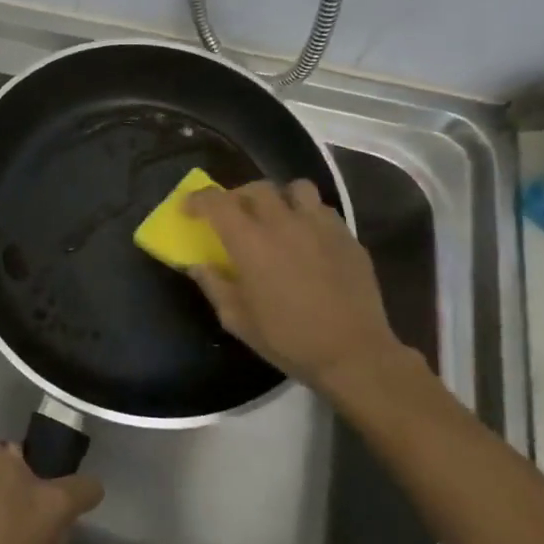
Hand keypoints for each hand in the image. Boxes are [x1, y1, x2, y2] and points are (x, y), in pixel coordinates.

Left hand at [0, 443, 103, 543]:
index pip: (32, 460)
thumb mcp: (58, 507)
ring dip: (27, 541)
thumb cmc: (9, 536)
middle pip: (22, 492)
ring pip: (9, 518)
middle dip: (41, 520)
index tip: (61, 513)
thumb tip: (93, 485)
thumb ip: (81, 490)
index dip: (51, 487)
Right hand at [185, 179, 414, 391]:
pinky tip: (307, 238)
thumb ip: (214, 285)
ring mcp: (320, 226)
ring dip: (279, 198)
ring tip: (276, 217)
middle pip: (256, 188)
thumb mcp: (237, 320)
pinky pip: (323, 210)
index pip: (217, 202)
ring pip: (295, 188)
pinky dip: (308, 215)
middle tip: (233, 216)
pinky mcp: (348, 237)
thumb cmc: (288, 339)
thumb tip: (198, 265)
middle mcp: (283, 223)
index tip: (189, 210)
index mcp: (250, 242)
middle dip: (238, 196)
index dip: (198, 199)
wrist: (354, 355)